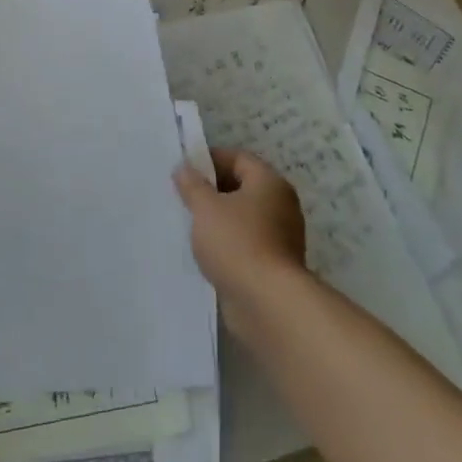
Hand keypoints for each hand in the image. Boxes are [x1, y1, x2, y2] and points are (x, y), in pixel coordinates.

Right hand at [173, 148, 307, 333]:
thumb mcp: (205, 207)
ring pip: (242, 217)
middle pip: (241, 187)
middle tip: (181, 196)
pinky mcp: (274, 264)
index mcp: (269, 183)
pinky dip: (226, 243)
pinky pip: (245, 242)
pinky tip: (204, 251)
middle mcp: (280, 205)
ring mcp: (280, 236)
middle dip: (211, 190)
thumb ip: (192, 185)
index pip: (238, 158)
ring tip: (188, 224)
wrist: (267, 303)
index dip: (209, 160)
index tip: (183, 170)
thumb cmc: (236, 243)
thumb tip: (184, 168)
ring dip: (217, 219)